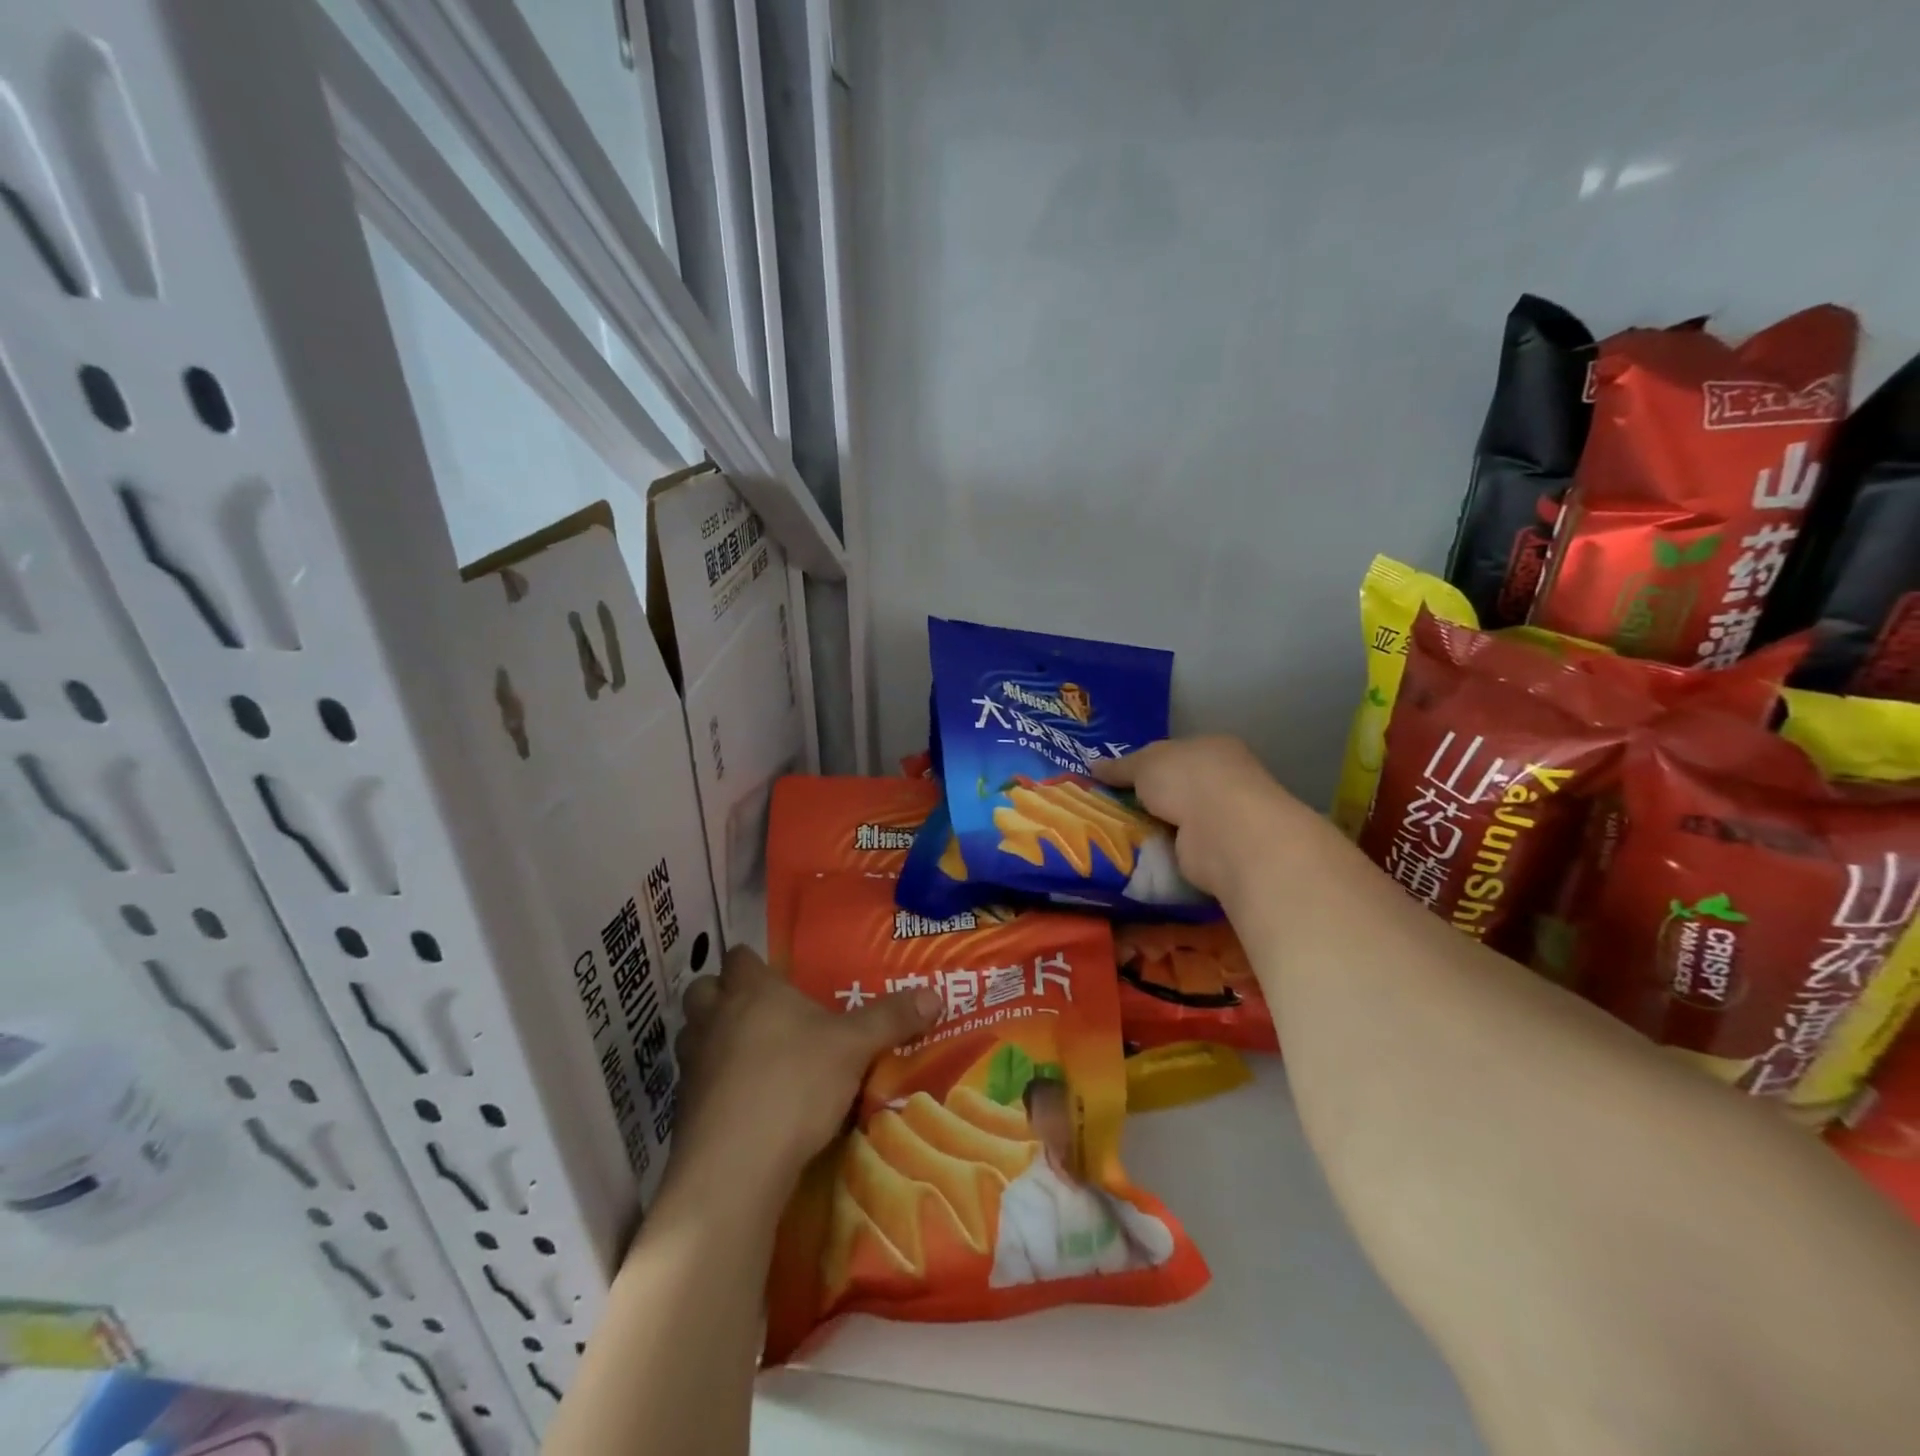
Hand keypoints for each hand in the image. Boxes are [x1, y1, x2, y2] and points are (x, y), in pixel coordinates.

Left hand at [662, 946, 941, 1216]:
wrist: (735, 1166)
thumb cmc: (795, 1083)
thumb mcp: (855, 1047)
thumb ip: (892, 1018)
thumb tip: (935, 993)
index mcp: (752, 991)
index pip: (740, 957)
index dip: (755, 963)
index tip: (778, 977)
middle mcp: (715, 1017)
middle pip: (704, 989)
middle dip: (724, 996)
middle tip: (760, 1014)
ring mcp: (693, 1063)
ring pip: (694, 1034)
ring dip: (714, 1039)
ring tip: (750, 1057)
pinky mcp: (683, 1109)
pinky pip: (696, 1081)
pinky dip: (713, 1084)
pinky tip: (744, 1102)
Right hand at [1094, 735, 1324, 903]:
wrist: (1224, 832)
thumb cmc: (1188, 780)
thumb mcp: (1144, 764)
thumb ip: (1120, 766)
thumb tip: (1093, 766)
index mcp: (1212, 748)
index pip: (1174, 753)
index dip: (1144, 764)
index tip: (1114, 779)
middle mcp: (1223, 780)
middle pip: (1174, 788)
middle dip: (1145, 799)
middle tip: (1105, 808)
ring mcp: (1223, 818)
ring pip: (1176, 820)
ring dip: (1151, 827)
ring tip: (1110, 833)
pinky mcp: (1218, 852)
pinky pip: (1179, 848)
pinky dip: (1160, 851)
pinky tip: (1134, 854)